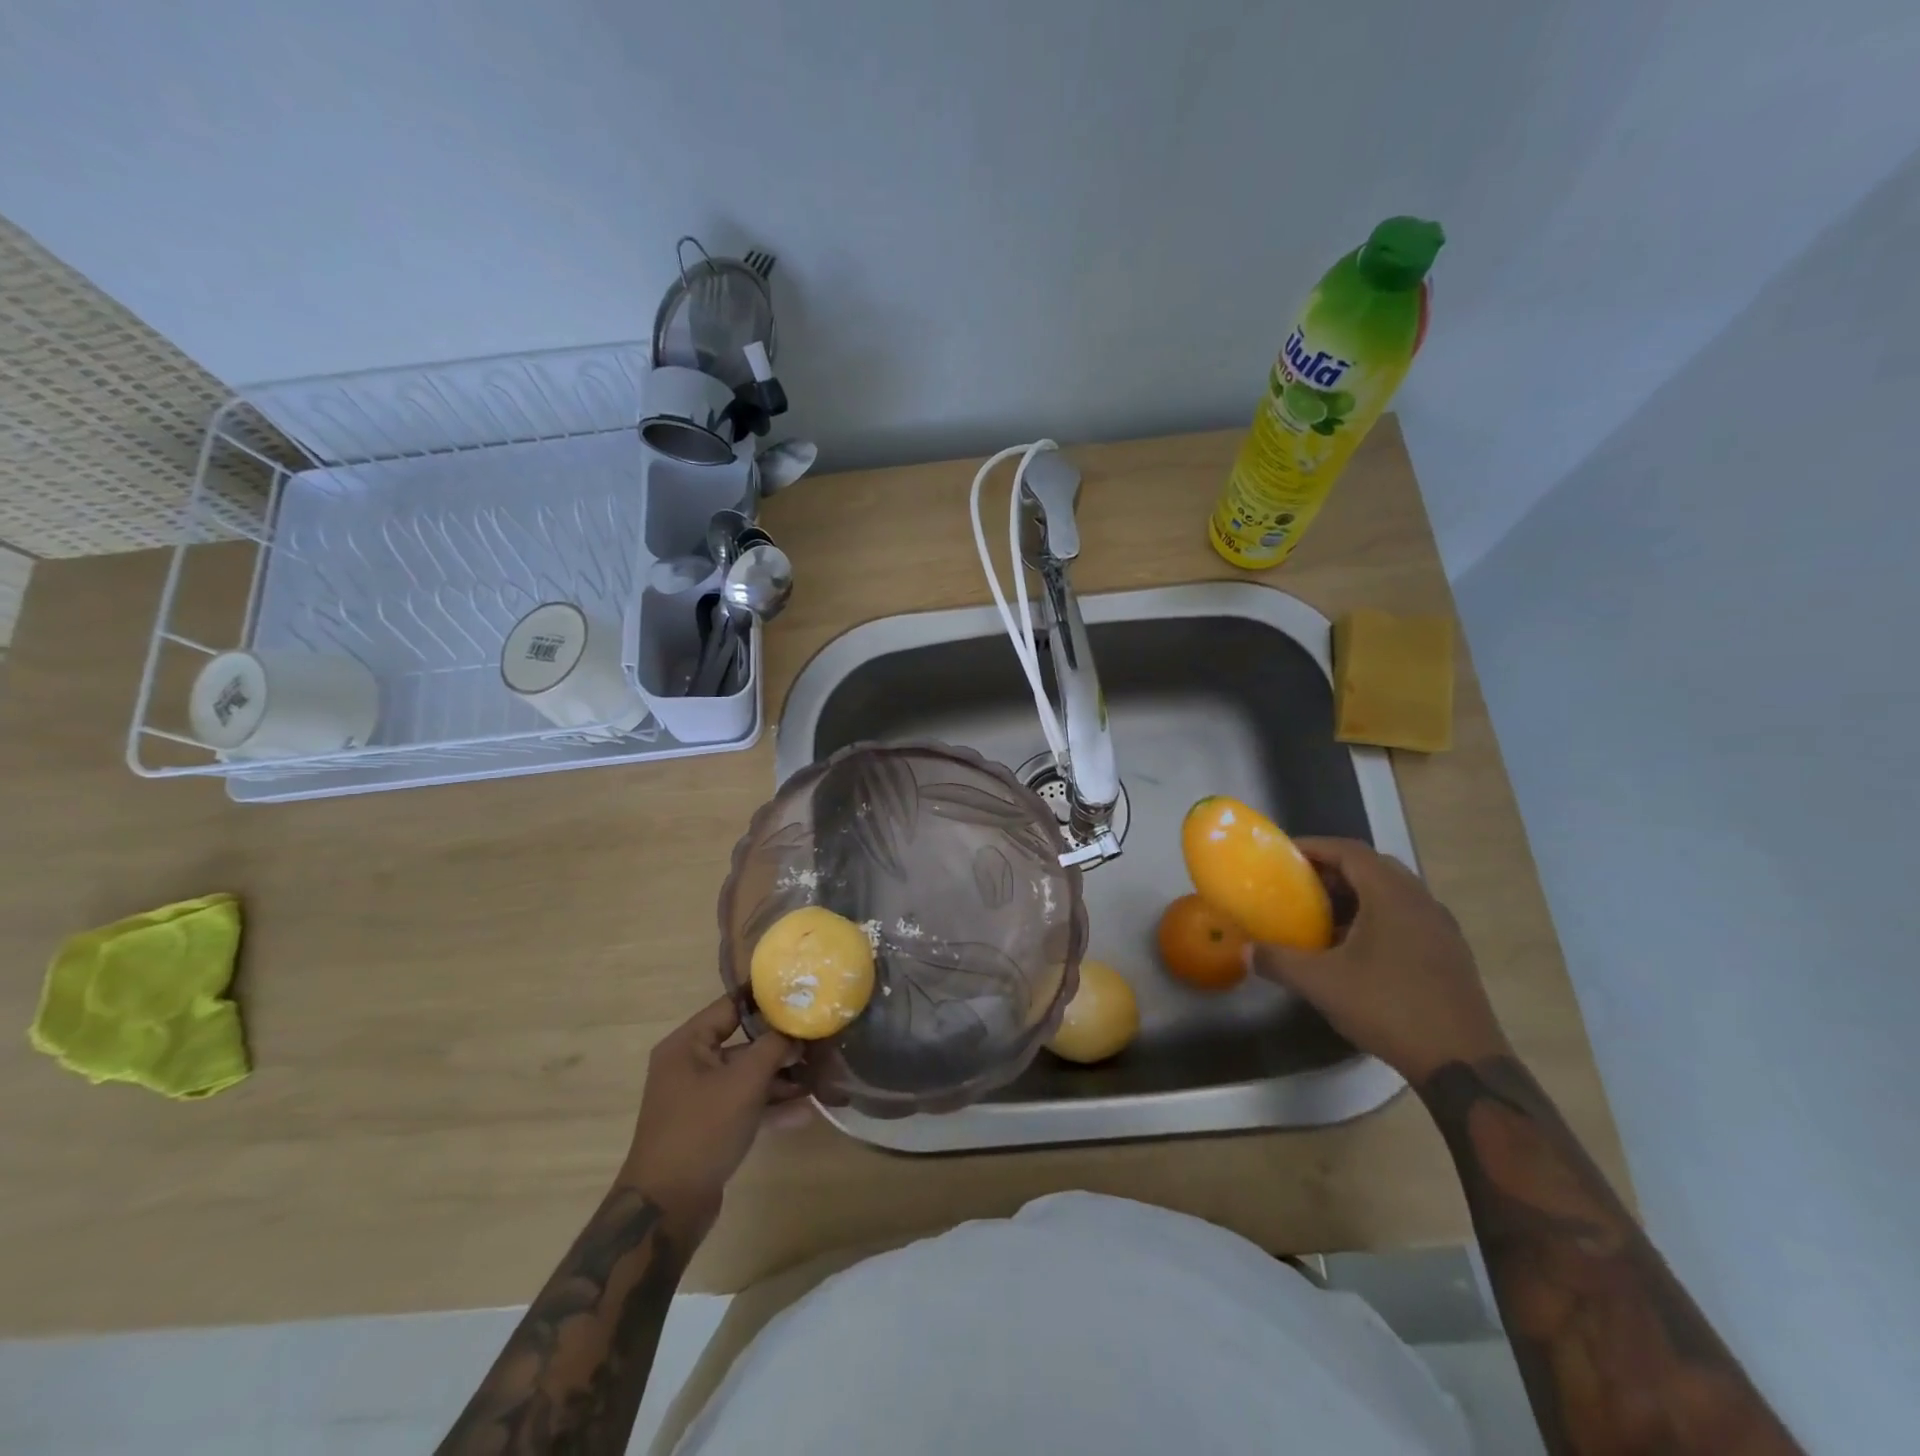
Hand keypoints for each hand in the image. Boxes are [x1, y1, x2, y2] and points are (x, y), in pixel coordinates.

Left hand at [619, 995, 806, 1233]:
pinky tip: (805, 1110)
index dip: (767, 999)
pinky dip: (771, 1106)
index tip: (803, 994)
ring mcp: (700, 1098)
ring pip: (747, 1076)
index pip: (731, 1005)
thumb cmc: (702, 1129)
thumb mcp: (744, 1081)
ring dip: (781, 1077)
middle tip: (820, 1039)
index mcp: (687, 1044)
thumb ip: (774, 1047)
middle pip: (743, 1042)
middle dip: (781, 1044)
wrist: (668, 1207)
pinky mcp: (710, 1127)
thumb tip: (797, 1030)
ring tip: (820, 1075)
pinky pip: (745, 1105)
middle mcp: (690, 1065)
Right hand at [1248, 837, 1511, 1082]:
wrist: (1462, 1062)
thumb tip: (1245, 950)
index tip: (1282, 852)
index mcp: (1392, 896)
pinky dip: (1376, 917)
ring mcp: (1440, 927)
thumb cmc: (1389, 1008)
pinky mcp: (1449, 953)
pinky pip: (1406, 916)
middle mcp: (1421, 901)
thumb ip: (1278, 961)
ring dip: (1355, 895)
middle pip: (1372, 867)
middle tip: (1298, 883)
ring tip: (1321, 915)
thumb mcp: (1322, 983)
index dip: (1314, 846)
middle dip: (1333, 869)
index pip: (1350, 851)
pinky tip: (1354, 948)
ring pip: (1392, 893)